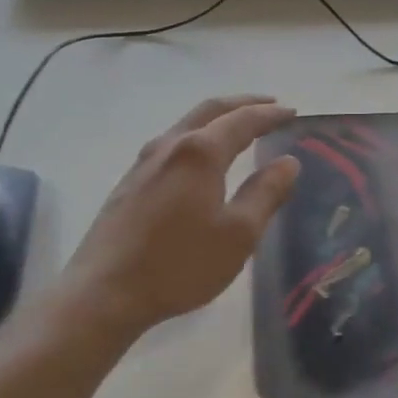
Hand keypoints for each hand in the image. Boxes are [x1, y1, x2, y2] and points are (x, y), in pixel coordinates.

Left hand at [53, 96, 300, 341]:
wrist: (104, 293)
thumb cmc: (180, 264)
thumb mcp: (239, 234)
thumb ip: (266, 193)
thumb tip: (288, 163)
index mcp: (200, 153)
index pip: (243, 121)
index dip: (270, 115)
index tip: (293, 112)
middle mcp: (170, 146)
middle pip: (210, 110)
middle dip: (243, 104)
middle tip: (270, 105)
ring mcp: (144, 163)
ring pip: (186, 124)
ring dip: (217, 118)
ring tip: (239, 126)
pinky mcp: (129, 183)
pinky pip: (172, 143)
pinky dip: (198, 136)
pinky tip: (200, 157)